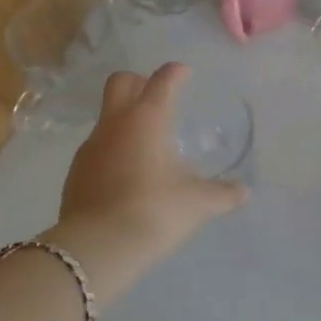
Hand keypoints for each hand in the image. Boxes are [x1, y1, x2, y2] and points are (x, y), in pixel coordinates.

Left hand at [57, 63, 247, 273]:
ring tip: (147, 144)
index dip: (175, 73)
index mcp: (148, 119)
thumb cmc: (156, 211)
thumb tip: (244, 193)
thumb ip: (223, 194)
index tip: (184, 73)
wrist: (98, 247)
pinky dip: (113, 150)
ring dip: (125, 120)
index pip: (162, 81)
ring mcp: (90, 147)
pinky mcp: (76, 172)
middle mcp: (115, 124)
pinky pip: (97, 148)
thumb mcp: (198, 203)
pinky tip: (127, 175)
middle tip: (157, 96)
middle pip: (120, 83)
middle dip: (138, 82)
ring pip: (106, 117)